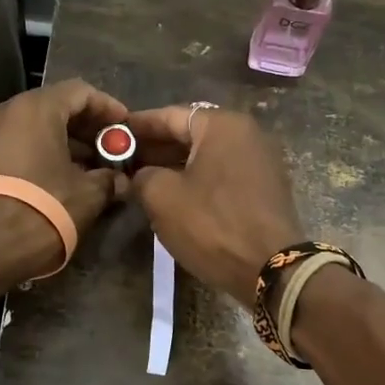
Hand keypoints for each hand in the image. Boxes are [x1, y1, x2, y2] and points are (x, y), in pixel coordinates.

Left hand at [0, 80, 130, 276]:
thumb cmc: (43, 209)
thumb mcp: (88, 194)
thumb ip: (109, 179)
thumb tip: (121, 180)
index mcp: (35, 109)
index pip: (79, 92)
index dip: (107, 107)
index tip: (125, 127)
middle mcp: (5, 111)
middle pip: (53, 106)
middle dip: (84, 126)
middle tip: (108, 148)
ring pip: (31, 126)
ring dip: (62, 141)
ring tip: (87, 167)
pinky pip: (14, 144)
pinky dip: (38, 152)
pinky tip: (57, 177)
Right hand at [128, 104, 304, 307]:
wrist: (271, 268)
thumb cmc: (212, 224)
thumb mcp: (162, 197)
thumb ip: (142, 176)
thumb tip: (141, 175)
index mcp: (223, 125)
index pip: (170, 115)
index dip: (137, 126)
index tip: (112, 135)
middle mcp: (247, 133)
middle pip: (191, 133)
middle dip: (156, 147)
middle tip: (124, 160)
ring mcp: (261, 160)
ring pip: (207, 155)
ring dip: (175, 165)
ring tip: (144, 180)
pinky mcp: (266, 187)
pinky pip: (223, 173)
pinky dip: (198, 180)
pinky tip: (175, 196)